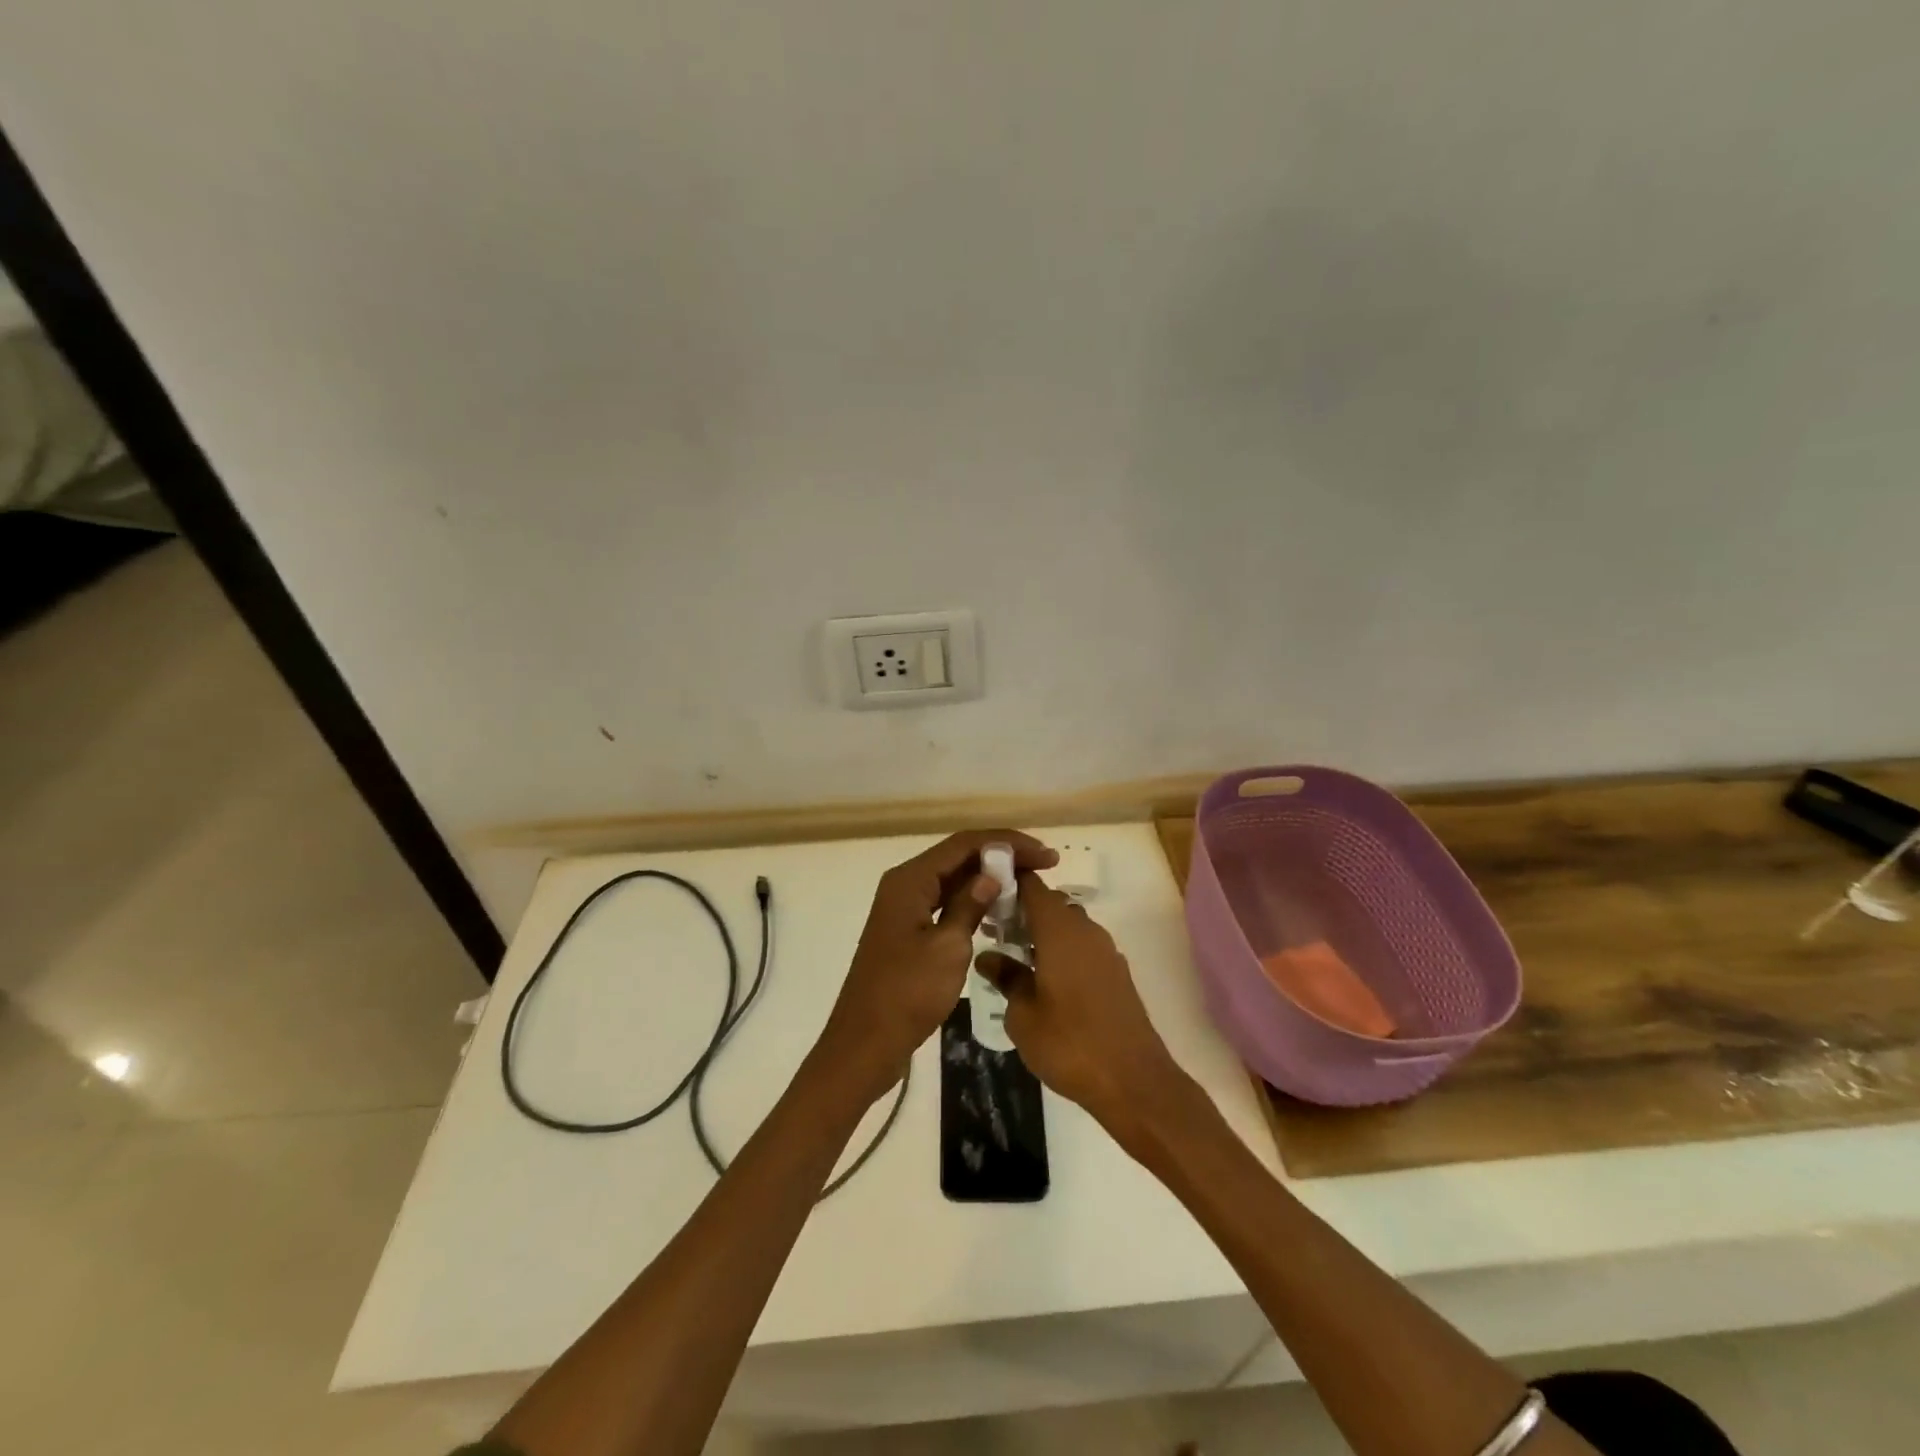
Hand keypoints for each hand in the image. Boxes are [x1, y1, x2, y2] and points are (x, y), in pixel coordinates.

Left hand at [819, 830, 1057, 1103]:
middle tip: (1044, 866)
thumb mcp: (947, 948)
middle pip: (958, 856)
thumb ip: (970, 905)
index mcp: (910, 880)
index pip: (964, 844)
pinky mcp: (909, 931)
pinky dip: (974, 901)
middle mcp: (905, 885)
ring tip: (1029, 884)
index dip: (1007, 843)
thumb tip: (992, 875)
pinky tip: (999, 911)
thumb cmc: (906, 994)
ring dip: (989, 878)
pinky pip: (946, 902)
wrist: (865, 1044)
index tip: (1046, 855)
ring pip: (953, 879)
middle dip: (1001, 857)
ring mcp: (906, 909)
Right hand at [976, 877, 1186, 1134]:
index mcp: (1059, 929)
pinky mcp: (1117, 973)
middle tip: (994, 931)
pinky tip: (1044, 980)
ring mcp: (1105, 951)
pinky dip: (1061, 952)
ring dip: (1042, 933)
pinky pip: (1082, 947)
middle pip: (1050, 904)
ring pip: (1068, 926)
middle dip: (1022, 911)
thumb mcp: (1023, 1015)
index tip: (985, 893)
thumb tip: (988, 956)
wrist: (1134, 1082)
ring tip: (1014, 957)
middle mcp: (1085, 930)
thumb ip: (1006, 978)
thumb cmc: (1069, 1044)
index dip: (1009, 882)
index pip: (1032, 886)